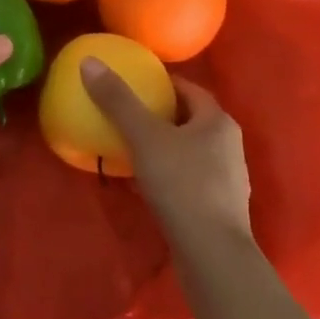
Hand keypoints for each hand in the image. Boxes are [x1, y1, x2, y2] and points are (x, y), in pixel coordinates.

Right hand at [80, 62, 253, 248]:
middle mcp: (229, 145)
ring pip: (188, 151)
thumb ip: (118, 101)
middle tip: (126, 114)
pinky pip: (188, 179)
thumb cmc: (183, 185)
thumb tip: (90, 61)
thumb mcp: (144, 137)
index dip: (161, 82)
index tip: (133, 83)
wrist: (212, 256)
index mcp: (218, 121)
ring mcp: (227, 180)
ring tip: (130, 147)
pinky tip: (143, 184)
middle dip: (159, 115)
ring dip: (162, 147)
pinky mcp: (218, 208)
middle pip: (189, 119)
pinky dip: (166, 175)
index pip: (188, 89)